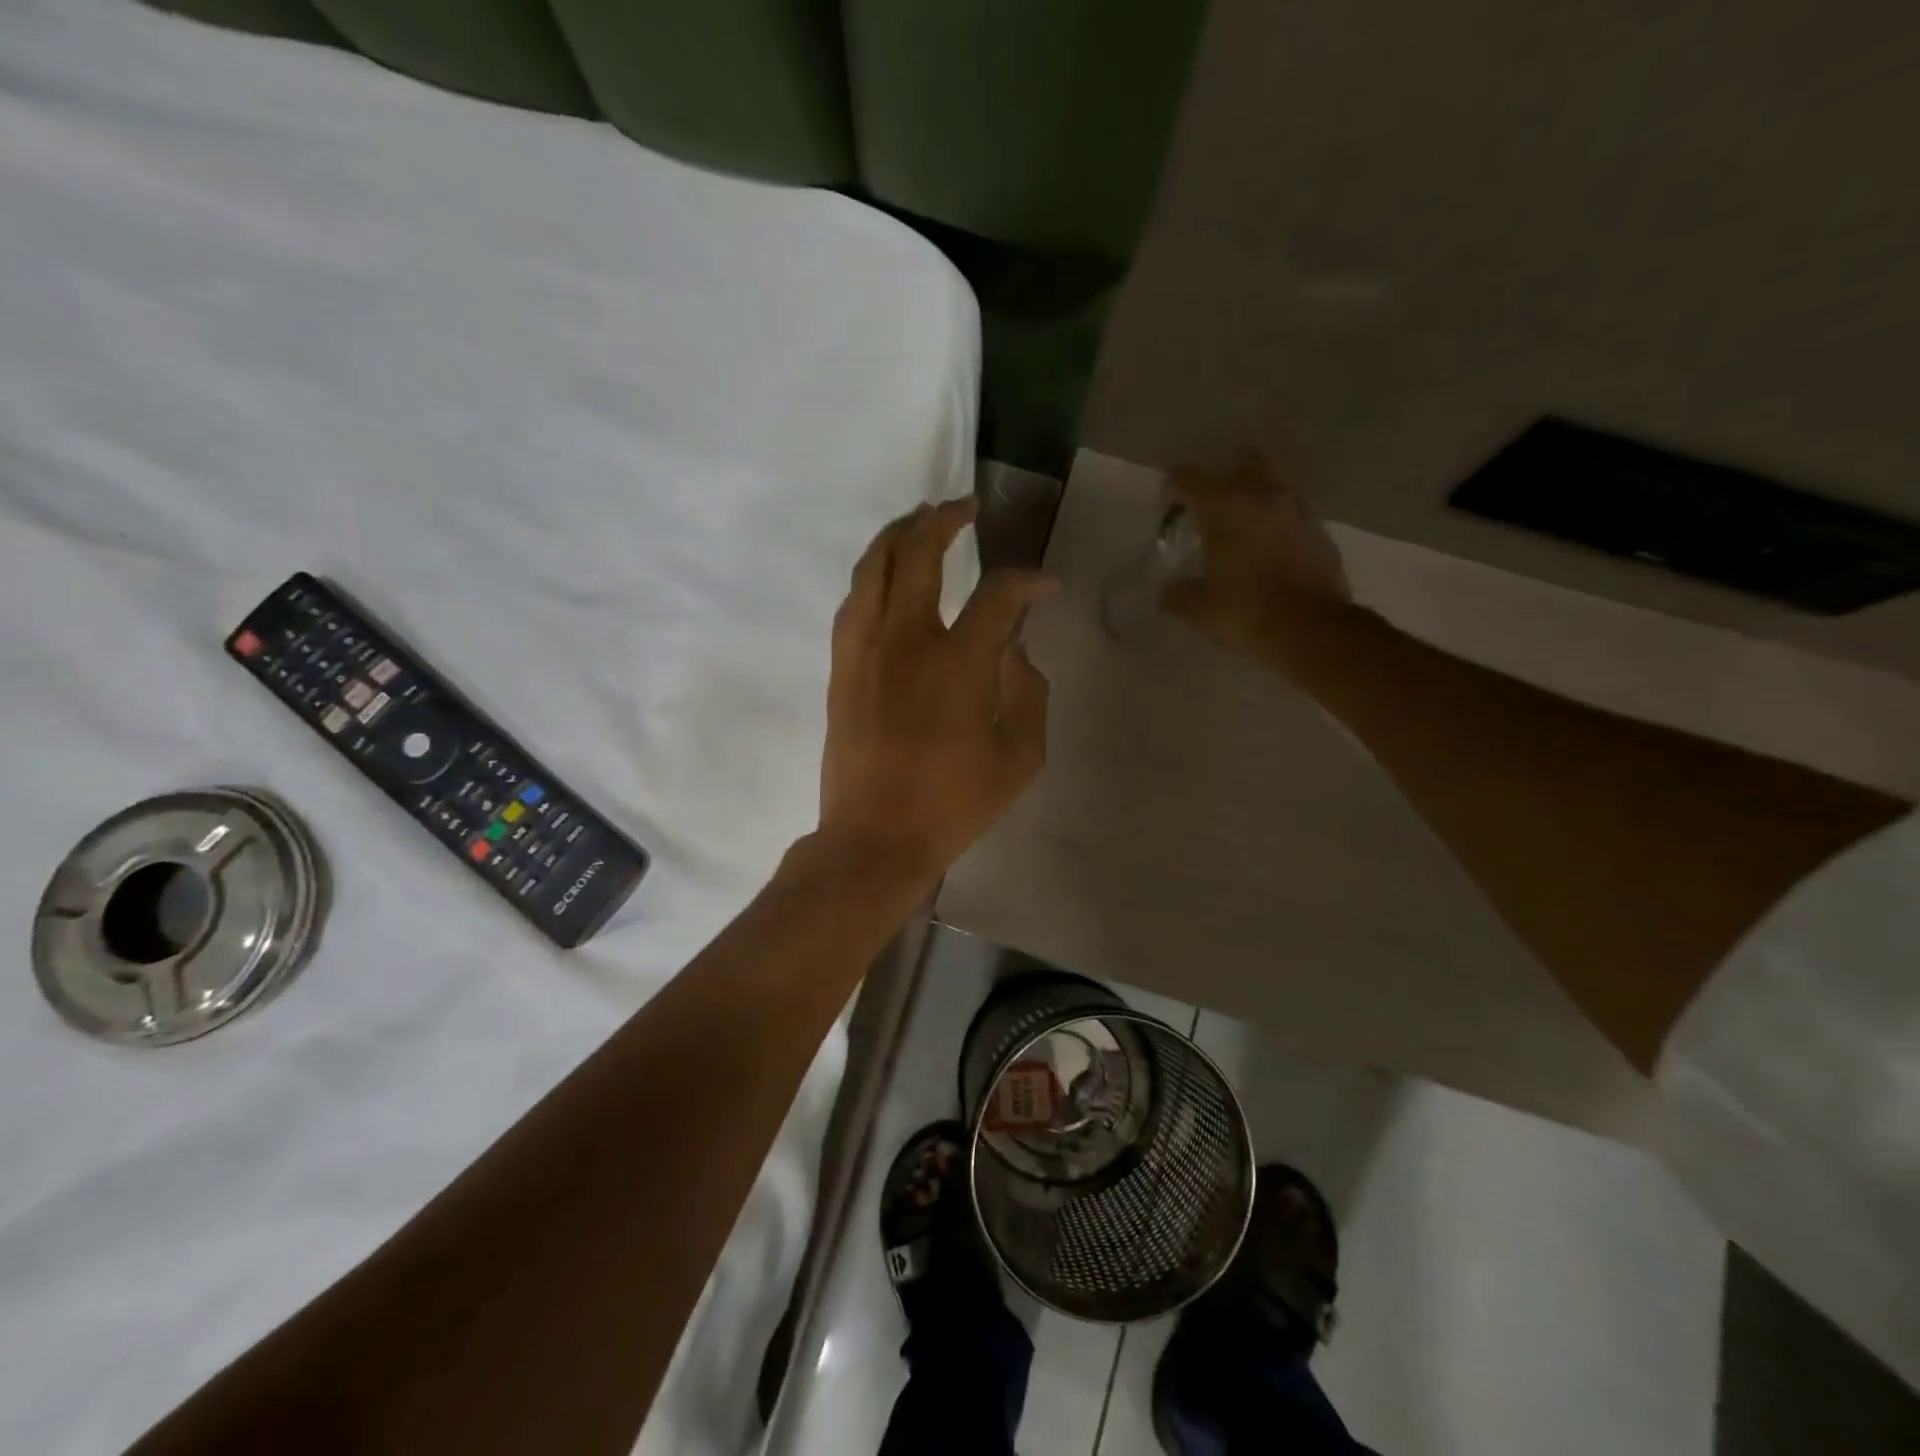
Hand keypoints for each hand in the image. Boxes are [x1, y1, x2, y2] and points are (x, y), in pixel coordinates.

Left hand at [819, 498, 1057, 883]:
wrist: (874, 839)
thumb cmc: (953, 806)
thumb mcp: (1020, 759)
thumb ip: (1028, 695)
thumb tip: (1015, 652)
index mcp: (959, 665)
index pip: (998, 596)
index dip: (1028, 582)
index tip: (1045, 588)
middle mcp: (907, 642)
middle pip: (919, 554)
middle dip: (944, 520)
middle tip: (964, 507)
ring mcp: (865, 651)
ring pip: (874, 568)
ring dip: (898, 535)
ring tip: (918, 520)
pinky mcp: (841, 668)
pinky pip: (853, 603)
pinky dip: (872, 575)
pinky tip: (885, 575)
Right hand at [1159, 455, 1352, 668]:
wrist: (1311, 629)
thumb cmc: (1245, 612)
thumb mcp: (1197, 609)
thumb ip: (1176, 593)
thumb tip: (1167, 592)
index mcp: (1224, 506)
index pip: (1188, 477)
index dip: (1172, 490)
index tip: (1168, 511)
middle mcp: (1263, 494)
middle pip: (1242, 463)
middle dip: (1224, 480)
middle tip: (1212, 511)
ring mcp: (1297, 509)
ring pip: (1273, 483)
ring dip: (1255, 498)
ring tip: (1242, 531)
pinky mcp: (1320, 529)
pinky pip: (1292, 512)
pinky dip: (1277, 522)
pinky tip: (1267, 550)